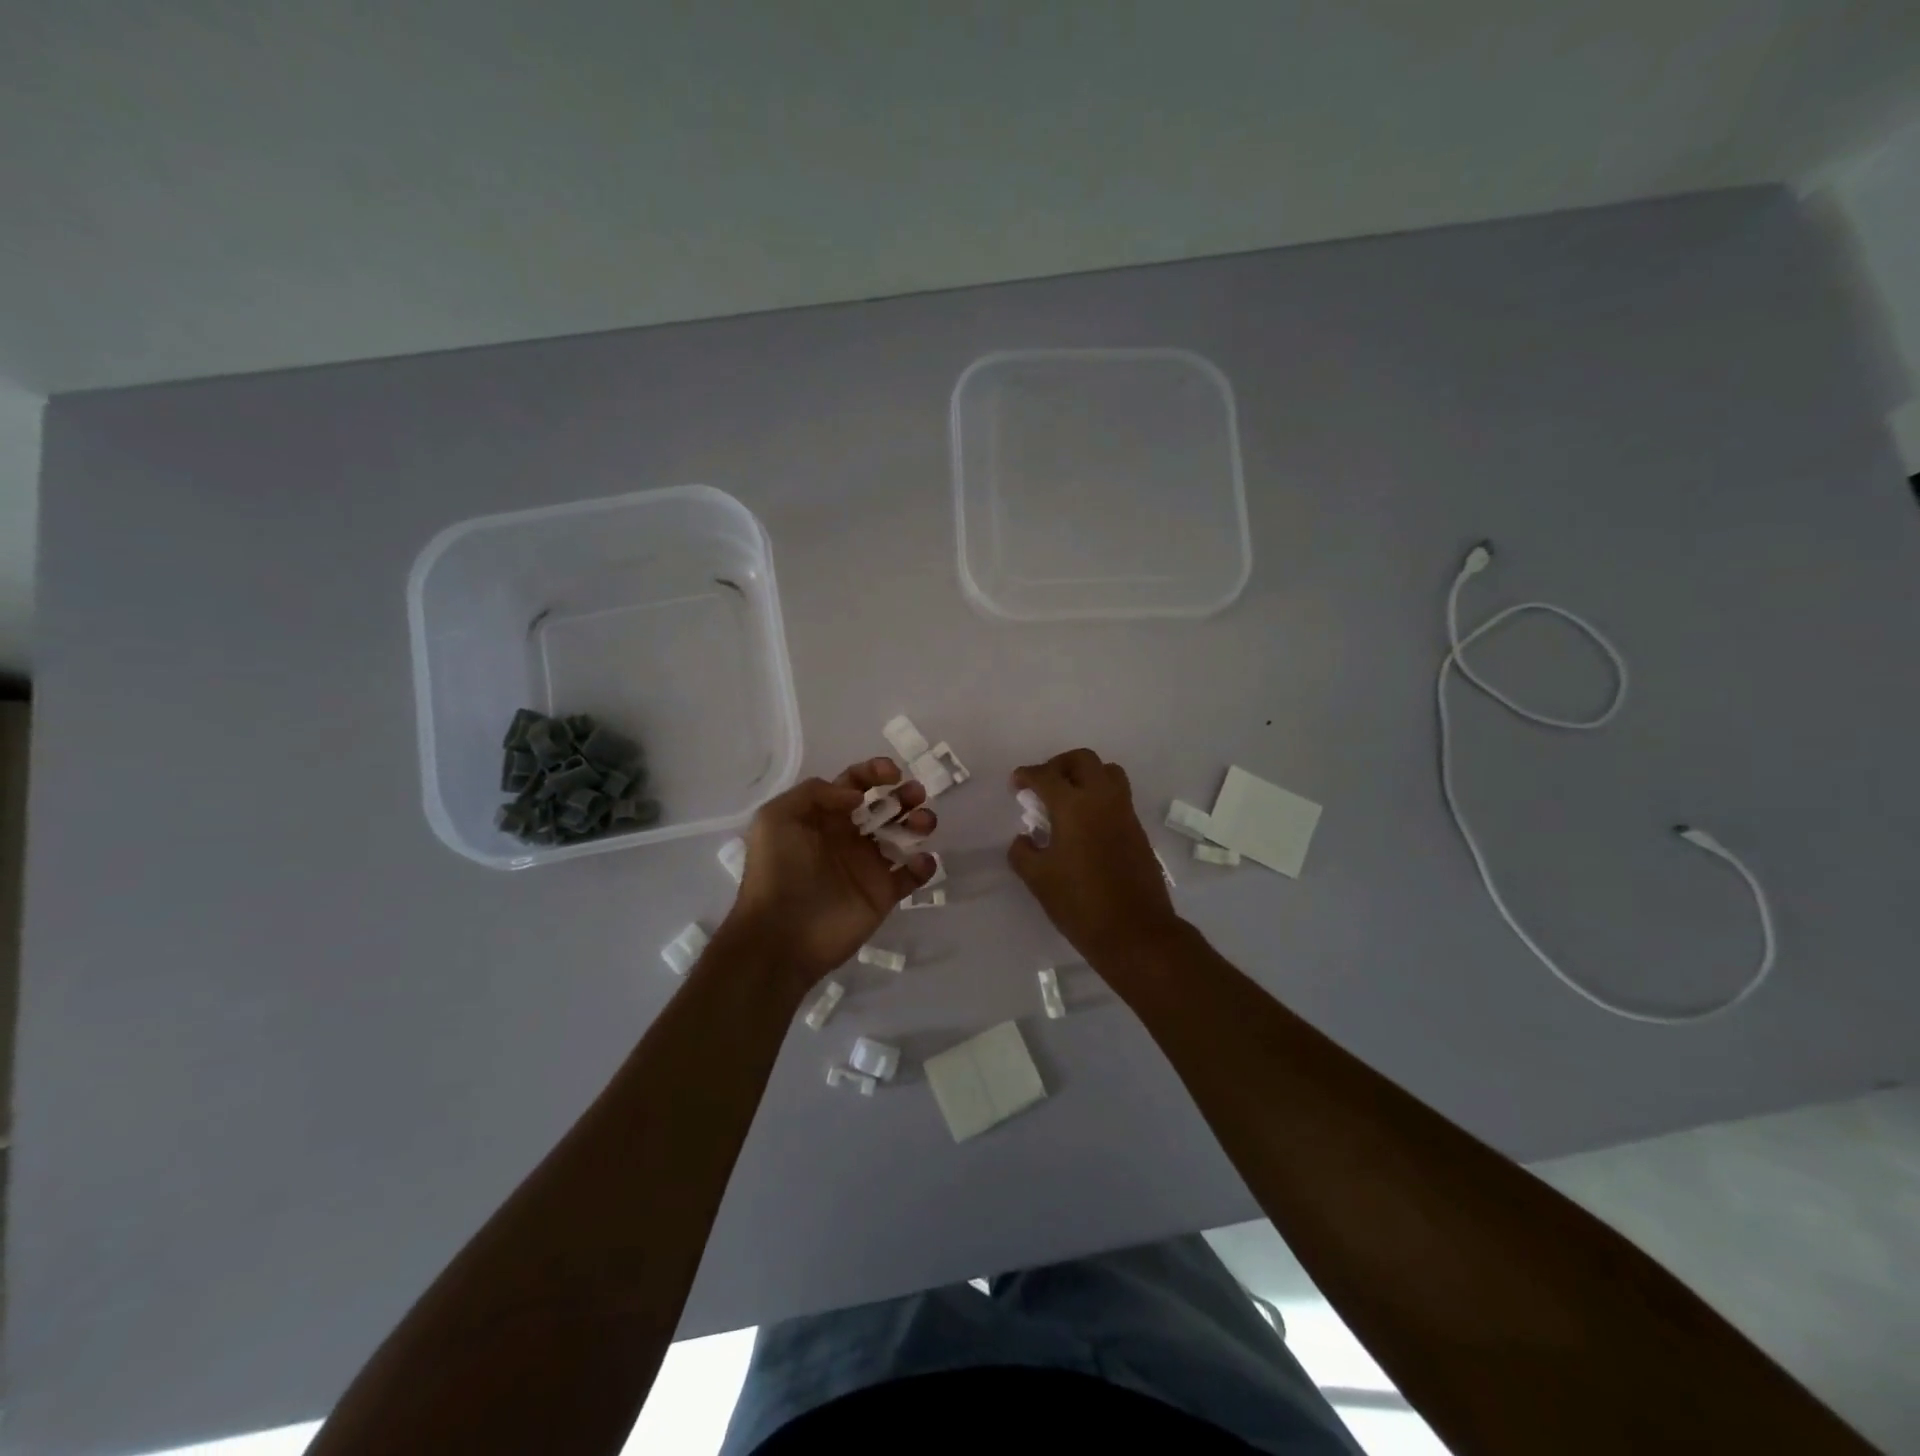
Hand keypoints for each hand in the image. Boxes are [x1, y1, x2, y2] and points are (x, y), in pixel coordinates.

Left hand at [722, 758, 938, 996]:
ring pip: (904, 836)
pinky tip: (920, 861)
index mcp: (825, 817)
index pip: (855, 784)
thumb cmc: (776, 872)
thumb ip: (814, 793)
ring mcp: (868, 866)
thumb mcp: (776, 818)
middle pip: (886, 806)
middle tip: (915, 795)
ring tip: (923, 823)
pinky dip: (924, 864)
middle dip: (905, 794)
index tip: (894, 773)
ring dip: (919, 822)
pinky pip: (912, 875)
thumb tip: (857, 797)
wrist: (780, 936)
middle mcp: (849, 837)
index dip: (875, 772)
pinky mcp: (883, 894)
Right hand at [1008, 748, 1179, 963]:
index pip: (1046, 776)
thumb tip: (1025, 838)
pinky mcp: (1138, 829)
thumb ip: (1023, 852)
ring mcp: (1125, 813)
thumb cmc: (1080, 904)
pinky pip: (1118, 796)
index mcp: (1074, 806)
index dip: (1027, 775)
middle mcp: (1102, 799)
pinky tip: (1085, 824)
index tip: (1016, 785)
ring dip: (1085, 775)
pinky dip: (1100, 796)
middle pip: (1083, 760)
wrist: (1135, 932)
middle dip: (1059, 765)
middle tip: (1043, 784)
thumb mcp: (1038, 879)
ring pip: (1108, 772)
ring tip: (1067, 799)